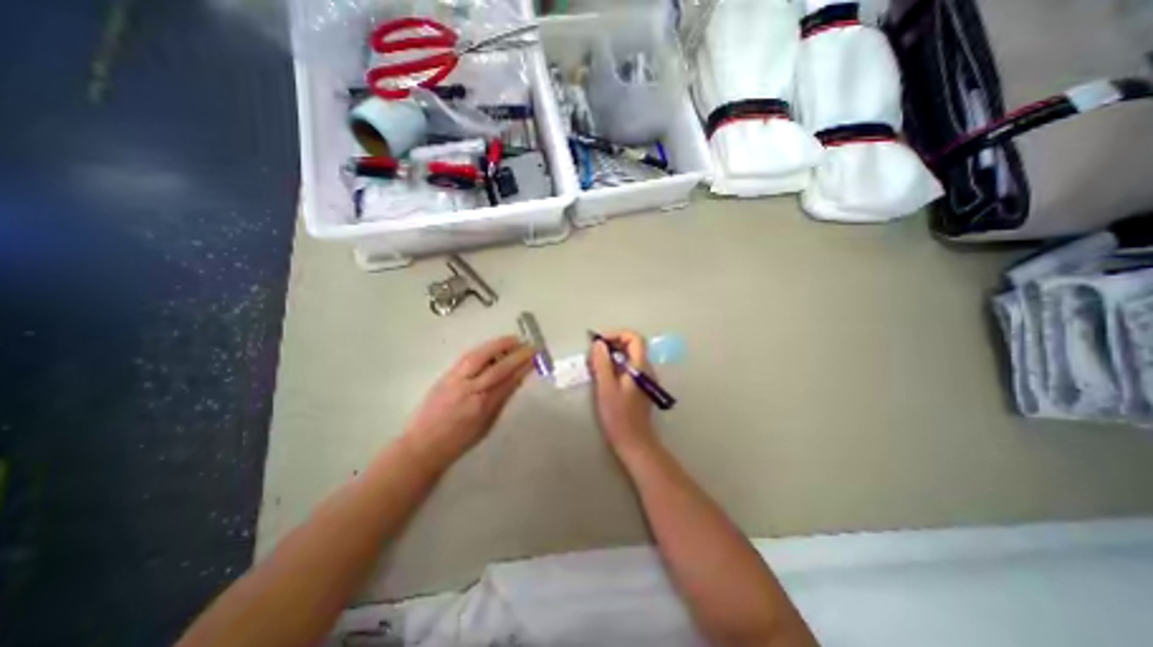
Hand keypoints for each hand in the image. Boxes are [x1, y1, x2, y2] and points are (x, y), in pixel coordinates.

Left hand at [403, 339, 533, 468]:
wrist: (423, 445)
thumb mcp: (486, 425)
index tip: (535, 358)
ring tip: (514, 339)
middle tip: (530, 346)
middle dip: (516, 354)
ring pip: (480, 357)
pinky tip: (492, 346)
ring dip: (499, 345)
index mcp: (482, 407)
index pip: (508, 381)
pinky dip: (483, 349)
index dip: (523, 367)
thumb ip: (501, 401)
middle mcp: (470, 390)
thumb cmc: (459, 441)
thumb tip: (516, 380)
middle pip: (497, 367)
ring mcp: (456, 380)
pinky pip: (467, 357)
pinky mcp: (446, 375)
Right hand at [594, 333, 656, 455]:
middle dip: (612, 344)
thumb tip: (598, 344)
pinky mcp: (639, 387)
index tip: (599, 342)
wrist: (634, 442)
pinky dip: (614, 366)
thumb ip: (602, 363)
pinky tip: (602, 377)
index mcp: (640, 367)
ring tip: (595, 365)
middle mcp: (645, 369)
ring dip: (612, 356)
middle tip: (594, 354)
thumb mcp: (606, 388)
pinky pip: (627, 368)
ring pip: (628, 357)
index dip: (616, 334)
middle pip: (632, 346)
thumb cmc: (619, 416)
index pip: (634, 338)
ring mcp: (643, 379)